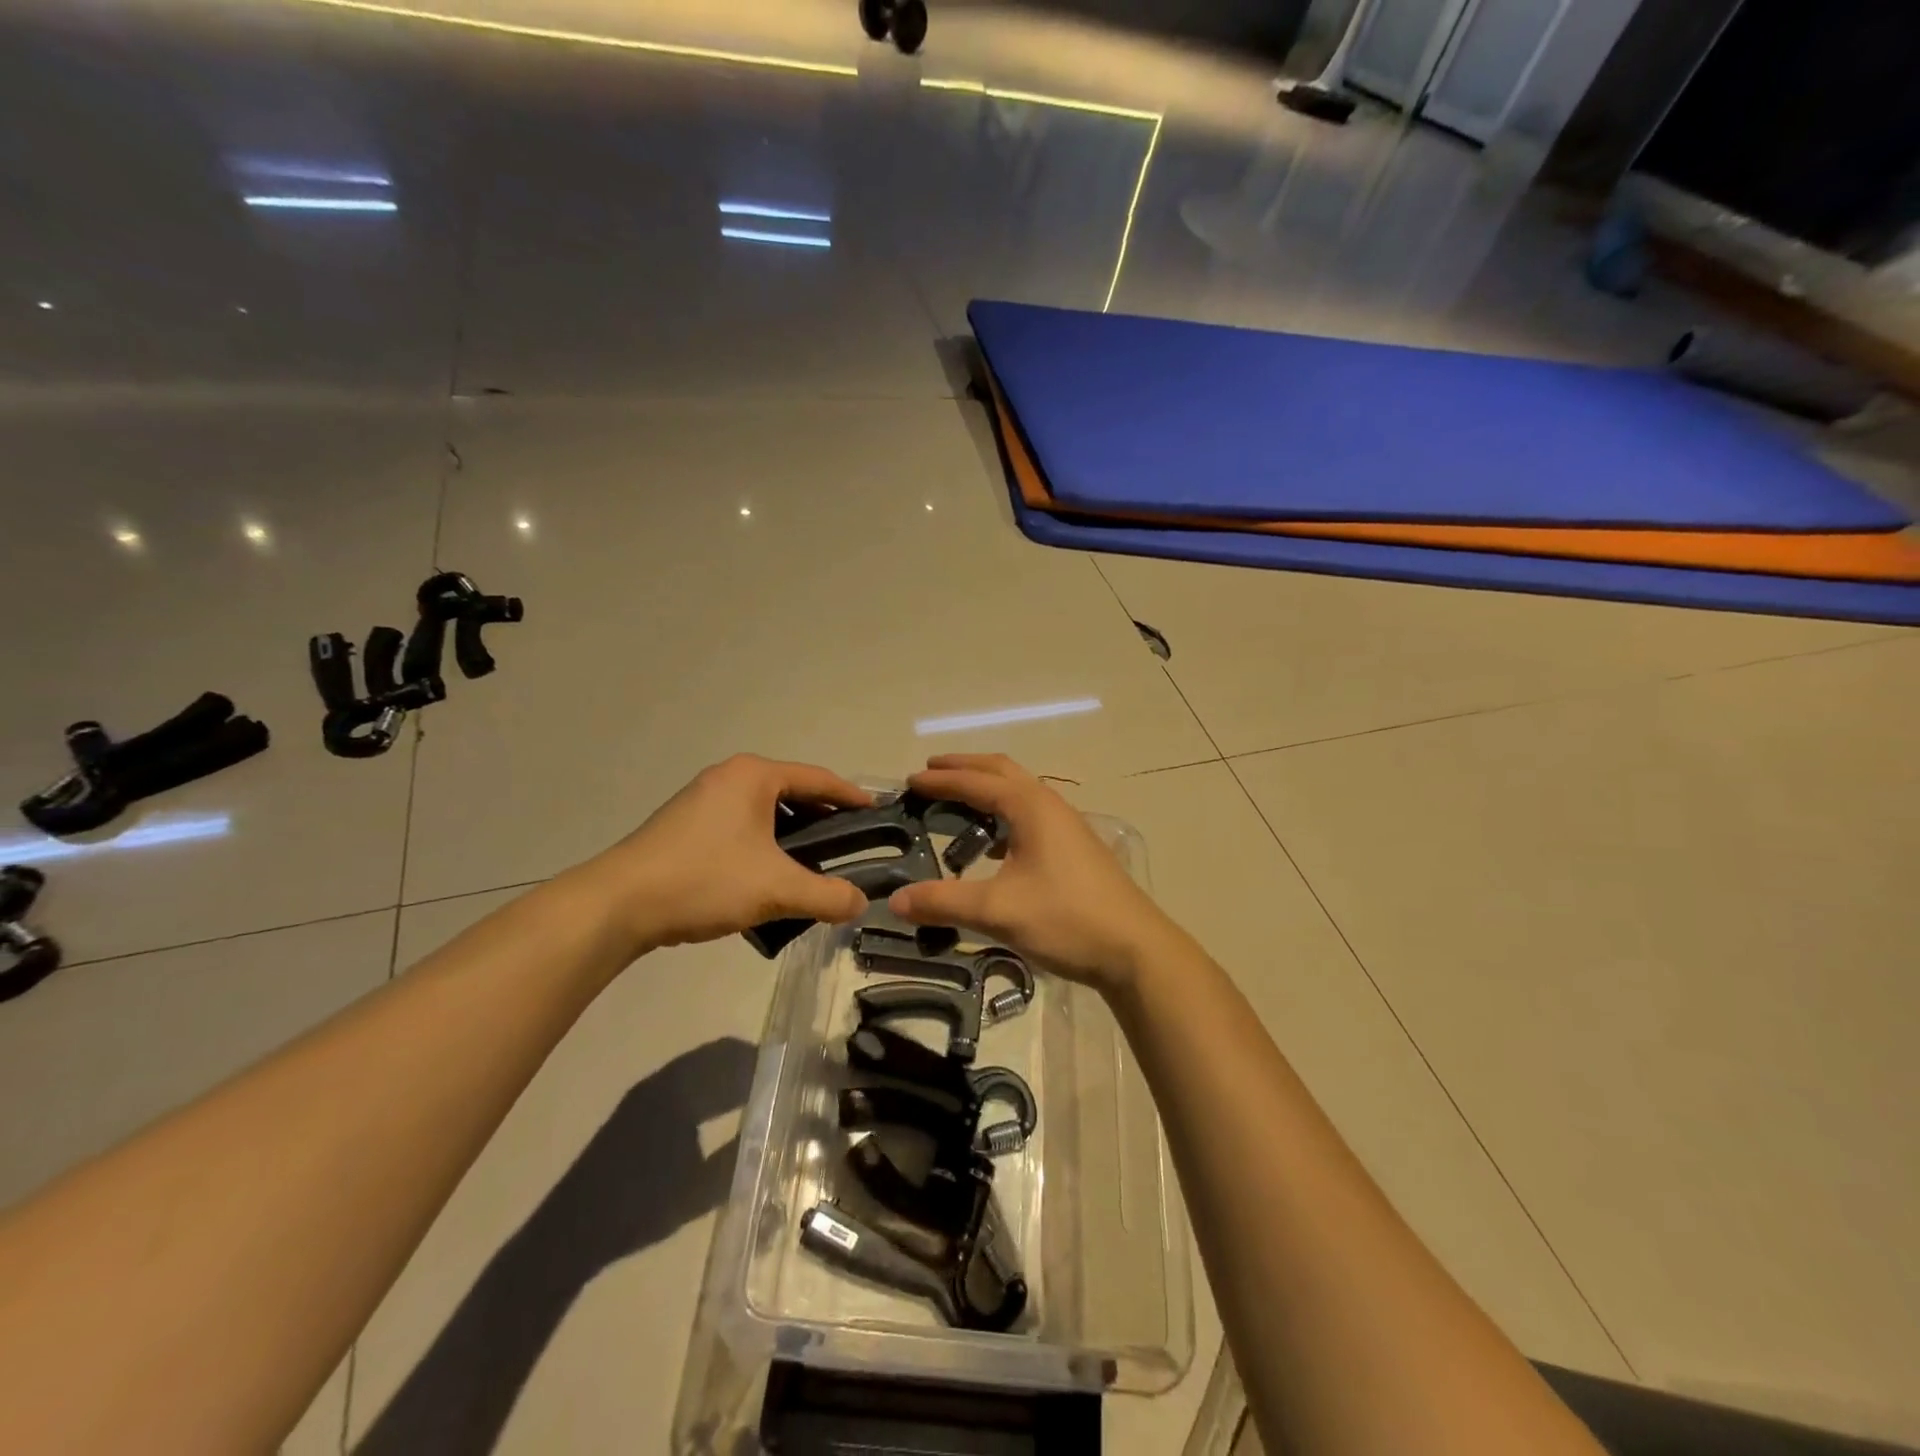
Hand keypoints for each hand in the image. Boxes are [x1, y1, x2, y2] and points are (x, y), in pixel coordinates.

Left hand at [582, 755, 872, 952]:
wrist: (619, 904)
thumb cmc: (705, 879)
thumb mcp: (776, 888)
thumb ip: (826, 895)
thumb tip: (860, 904)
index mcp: (753, 776)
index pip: (818, 779)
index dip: (851, 796)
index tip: (878, 813)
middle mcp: (728, 778)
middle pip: (791, 793)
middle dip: (823, 818)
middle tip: (851, 845)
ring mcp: (702, 800)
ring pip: (764, 813)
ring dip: (792, 835)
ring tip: (814, 865)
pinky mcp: (685, 826)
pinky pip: (740, 827)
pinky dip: (764, 845)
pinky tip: (769, 876)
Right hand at [887, 754, 1179, 993]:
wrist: (1135, 950)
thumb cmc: (1066, 919)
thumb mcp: (998, 911)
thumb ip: (944, 902)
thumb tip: (895, 900)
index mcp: (1031, 807)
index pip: (977, 781)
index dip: (941, 780)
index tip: (910, 781)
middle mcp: (1050, 806)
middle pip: (1002, 772)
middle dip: (965, 768)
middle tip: (930, 773)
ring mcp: (1067, 826)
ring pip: (1020, 792)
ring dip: (987, 789)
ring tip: (957, 803)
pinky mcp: (1075, 849)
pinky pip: (1030, 815)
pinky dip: (1004, 815)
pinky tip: (993, 845)